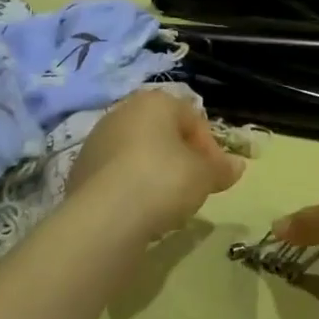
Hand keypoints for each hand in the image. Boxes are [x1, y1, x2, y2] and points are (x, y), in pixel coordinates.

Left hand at [66, 90, 245, 234]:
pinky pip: (117, 175)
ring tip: (167, 204)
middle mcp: (123, 112)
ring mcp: (97, 140)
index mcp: (155, 101)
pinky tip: (140, 211)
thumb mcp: (205, 175)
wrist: (106, 216)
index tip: (215, 176)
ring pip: (138, 153)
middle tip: (193, 188)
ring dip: (155, 173)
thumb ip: (222, 168)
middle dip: (181, 158)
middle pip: (163, 133)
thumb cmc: (164, 180)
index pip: (193, 119)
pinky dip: (132, 188)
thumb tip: (238, 166)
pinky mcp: (79, 170)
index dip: (209, 148)